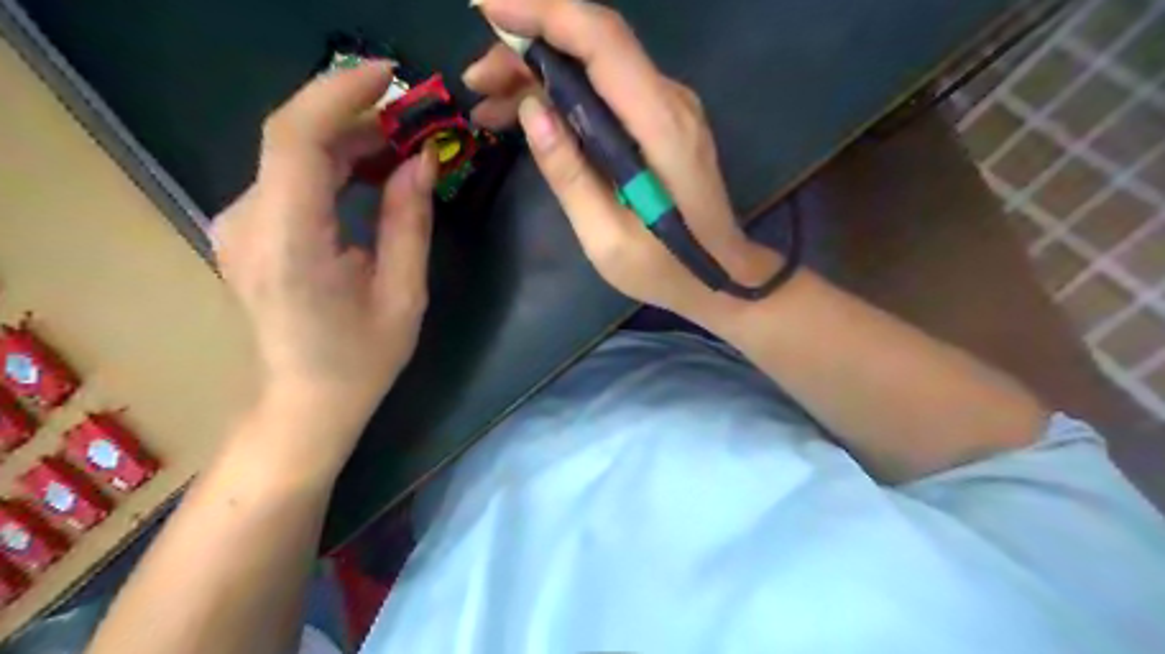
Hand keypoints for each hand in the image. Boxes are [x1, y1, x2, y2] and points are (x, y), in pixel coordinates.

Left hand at [210, 64, 437, 454]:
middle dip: (354, 117)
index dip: (339, 95)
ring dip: (346, 141)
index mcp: (291, 245)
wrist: (301, 405)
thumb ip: (409, 222)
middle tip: (414, 121)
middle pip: (292, 139)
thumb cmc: (360, 362)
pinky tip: (367, 174)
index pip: (296, 139)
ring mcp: (238, 225)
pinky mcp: (246, 230)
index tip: (389, 78)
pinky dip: (330, 164)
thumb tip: (422, 161)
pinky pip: (287, 179)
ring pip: (289, 156)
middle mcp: (249, 224)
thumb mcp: (404, 296)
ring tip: (401, 146)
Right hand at [468, 0, 780, 320]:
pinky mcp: (661, 122)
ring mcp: (669, 108)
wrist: (722, 275)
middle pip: (594, 44)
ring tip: (488, 106)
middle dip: (527, 48)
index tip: (487, 9)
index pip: (602, 41)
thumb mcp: (607, 238)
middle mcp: (669, 101)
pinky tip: (528, 118)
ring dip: (540, 74)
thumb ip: (570, 174)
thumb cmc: (665, 268)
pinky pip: (606, 90)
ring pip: (596, 65)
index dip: (544, 12)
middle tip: (476, 80)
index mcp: (659, 126)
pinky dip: (564, 95)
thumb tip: (531, 110)